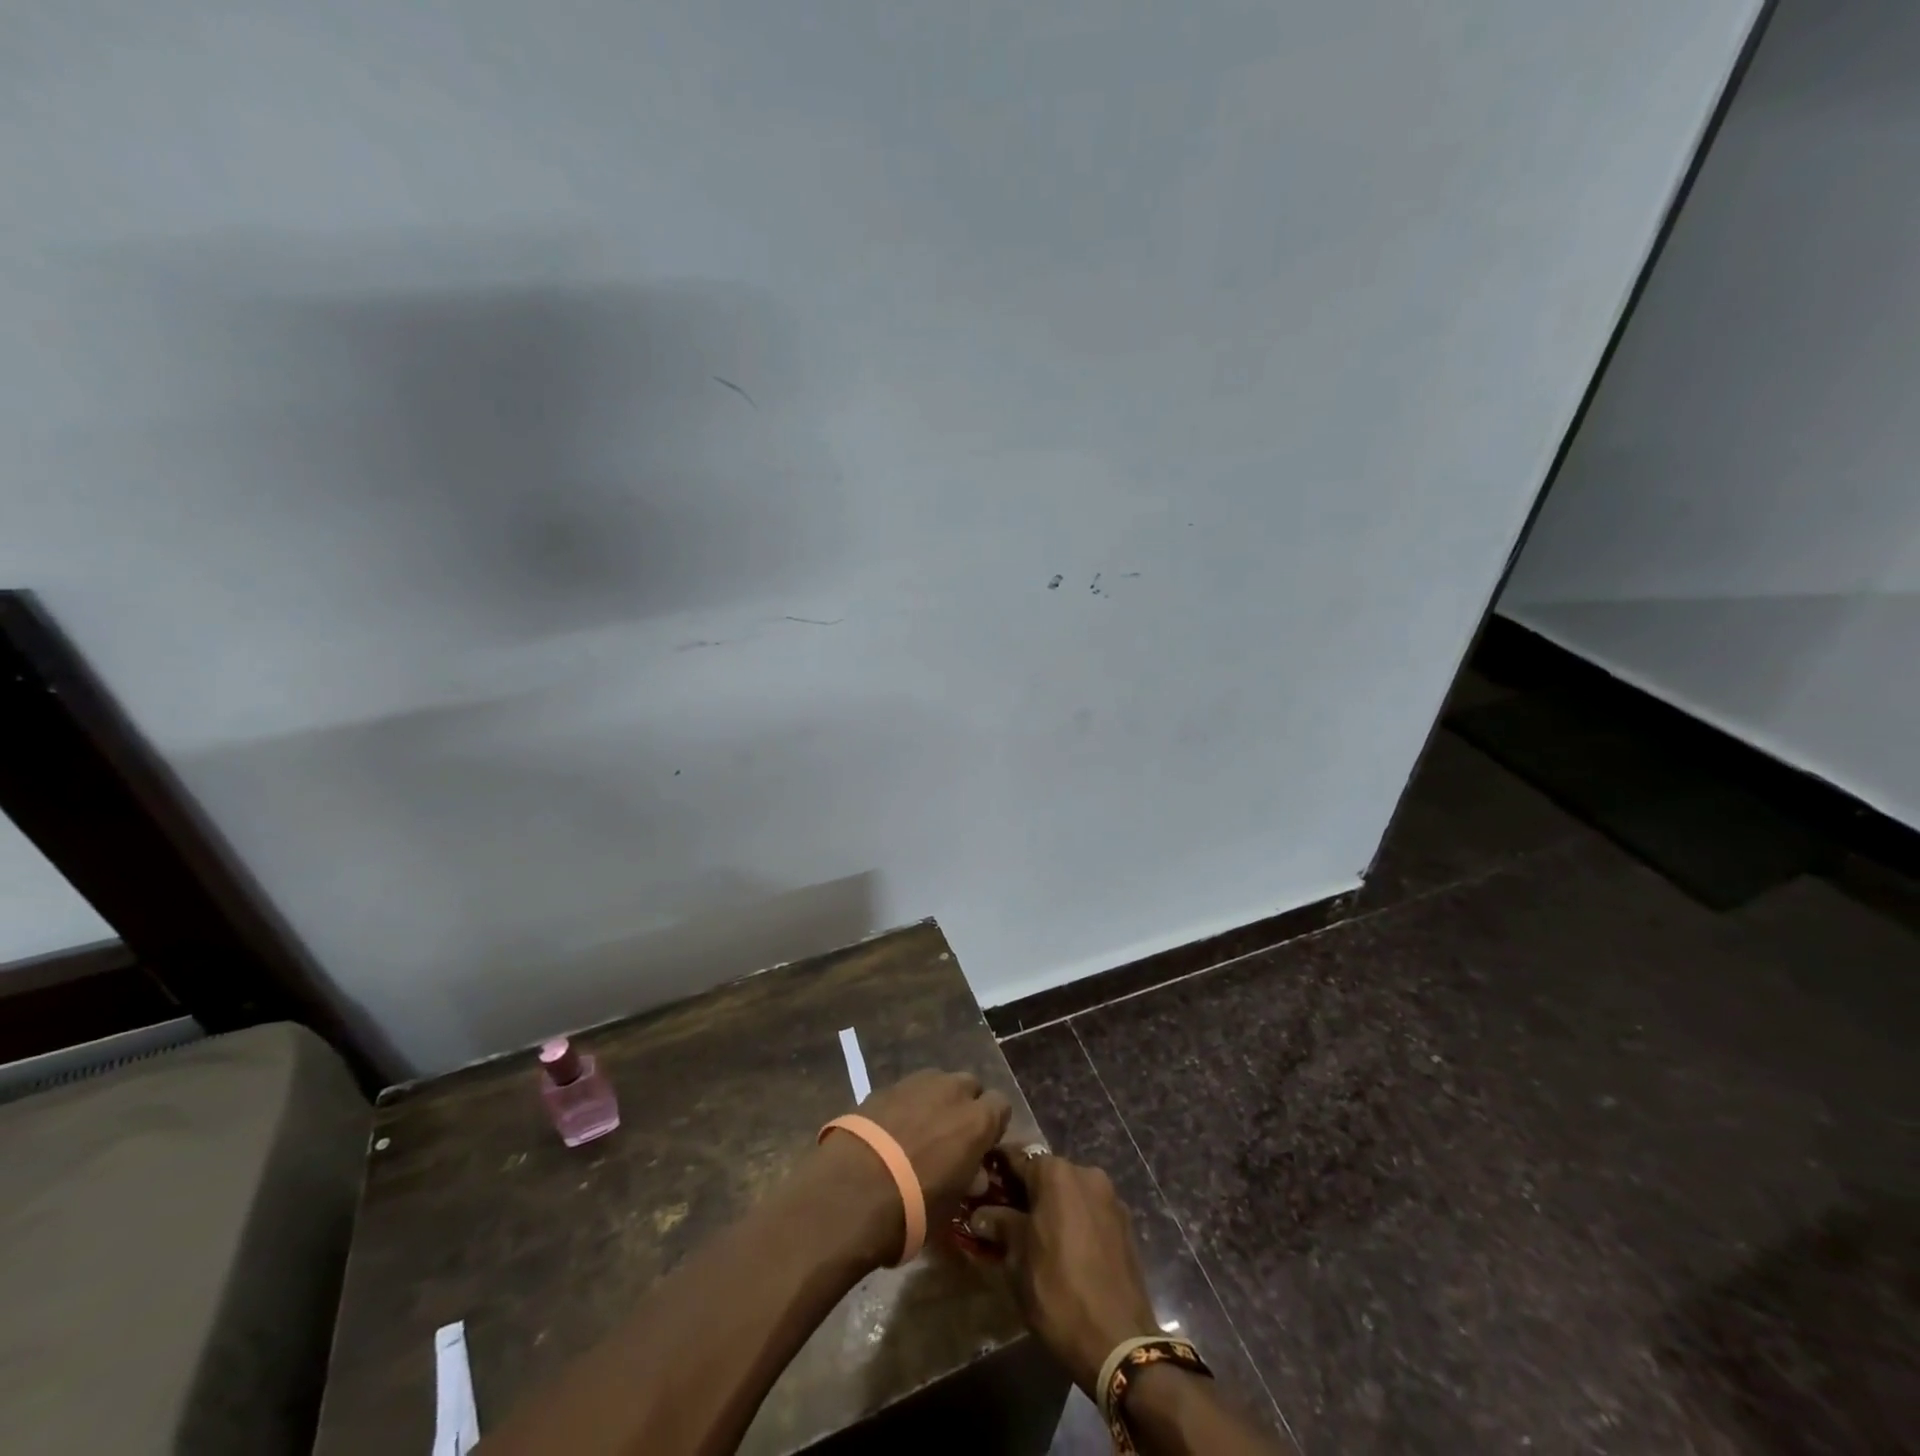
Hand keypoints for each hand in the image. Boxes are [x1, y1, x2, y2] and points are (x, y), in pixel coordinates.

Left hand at [813, 1070, 1012, 1264]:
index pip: (1001, 1105)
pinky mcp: (884, 1086)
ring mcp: (916, 1083)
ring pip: (937, 1082)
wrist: (852, 1190)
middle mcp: (952, 1090)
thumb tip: (974, 1173)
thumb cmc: (913, 1207)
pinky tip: (891, 1131)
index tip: (981, 1147)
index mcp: (977, 1119)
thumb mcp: (951, 1204)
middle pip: (969, 1086)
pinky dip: (905, 1105)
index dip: (992, 1125)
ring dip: (935, 1101)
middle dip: (964, 1106)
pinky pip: (907, 1090)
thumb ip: (967, 1179)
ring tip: (919, 1132)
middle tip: (951, 1137)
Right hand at [966, 1149, 1160, 1394]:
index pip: (1018, 1159)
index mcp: (1056, 1173)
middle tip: (1005, 1216)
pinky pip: (1090, 1212)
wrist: (1119, 1342)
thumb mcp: (1018, 1260)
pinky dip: (1075, 1221)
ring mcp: (1110, 1199)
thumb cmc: (1058, 1292)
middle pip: (1047, 1174)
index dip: (998, 1171)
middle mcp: (1086, 1174)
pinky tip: (1064, 1249)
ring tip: (1034, 1235)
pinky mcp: (1126, 1224)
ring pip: (1071, 1193)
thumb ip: (1000, 1226)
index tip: (981, 1183)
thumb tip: (981, 1214)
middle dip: (1026, 1191)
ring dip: (1052, 1206)